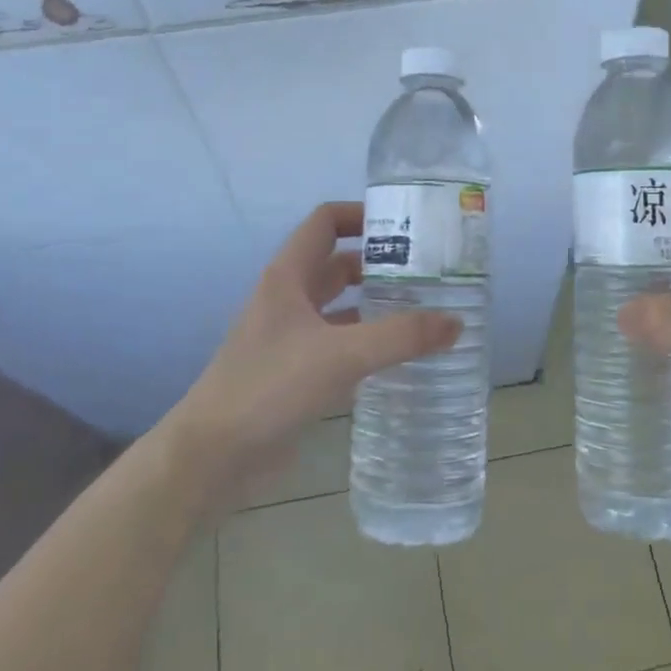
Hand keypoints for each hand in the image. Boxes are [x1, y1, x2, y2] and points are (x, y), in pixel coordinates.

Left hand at [160, 202, 460, 507]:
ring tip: (425, 309)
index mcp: (289, 276)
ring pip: (341, 305)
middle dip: (381, 263)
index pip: (325, 222)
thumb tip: (457, 322)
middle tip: (429, 271)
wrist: (213, 455)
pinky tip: (399, 355)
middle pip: (338, 263)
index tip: (406, 225)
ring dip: (376, 303)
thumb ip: (401, 336)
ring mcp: (291, 336)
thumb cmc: (270, 387)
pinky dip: (367, 341)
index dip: (362, 214)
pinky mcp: (296, 371)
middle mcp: (289, 298)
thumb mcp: (341, 355)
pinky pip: (339, 343)